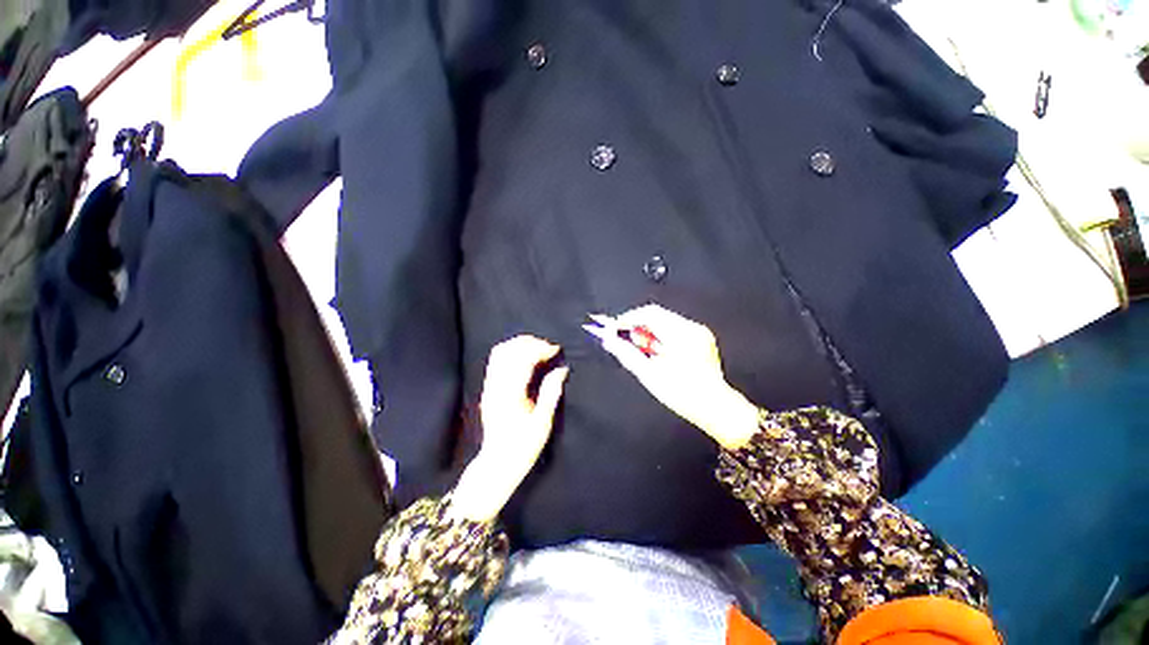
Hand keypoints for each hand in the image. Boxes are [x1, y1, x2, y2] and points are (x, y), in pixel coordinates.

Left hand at [449, 336, 568, 522]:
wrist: (497, 463)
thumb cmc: (523, 447)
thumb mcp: (543, 423)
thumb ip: (551, 393)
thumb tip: (561, 369)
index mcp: (511, 395)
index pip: (523, 360)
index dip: (540, 349)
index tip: (556, 349)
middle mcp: (497, 387)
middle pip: (509, 351)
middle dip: (530, 342)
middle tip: (548, 347)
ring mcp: (489, 387)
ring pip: (500, 352)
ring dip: (519, 344)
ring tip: (537, 348)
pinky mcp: (487, 389)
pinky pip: (495, 360)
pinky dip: (511, 351)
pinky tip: (524, 356)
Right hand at [584, 304, 759, 449]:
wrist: (716, 407)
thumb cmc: (683, 395)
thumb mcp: (650, 375)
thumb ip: (627, 354)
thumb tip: (609, 341)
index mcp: (681, 335)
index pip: (648, 314)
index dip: (627, 318)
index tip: (613, 328)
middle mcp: (691, 327)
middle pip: (656, 315)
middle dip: (637, 325)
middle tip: (624, 340)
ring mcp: (698, 331)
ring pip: (664, 320)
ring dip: (648, 331)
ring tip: (642, 350)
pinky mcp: (700, 336)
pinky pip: (674, 328)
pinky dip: (660, 335)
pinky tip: (656, 352)